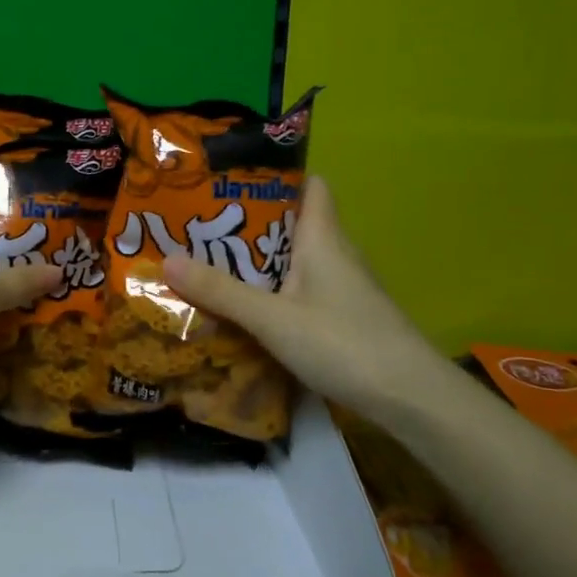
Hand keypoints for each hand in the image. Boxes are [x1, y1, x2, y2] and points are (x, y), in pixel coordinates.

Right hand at [163, 174, 429, 411]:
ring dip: (259, 259)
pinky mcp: (344, 315)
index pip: (309, 185)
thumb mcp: (272, 318)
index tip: (232, 181)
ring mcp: (343, 286)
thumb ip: (221, 292)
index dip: (276, 177)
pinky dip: (274, 290)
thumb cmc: (343, 343)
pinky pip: (302, 288)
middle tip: (202, 225)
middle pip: (293, 222)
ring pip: (296, 258)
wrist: (411, 398)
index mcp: (322, 237)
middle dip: (250, 222)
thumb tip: (166, 259)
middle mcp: (335, 253)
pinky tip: (246, 307)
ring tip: (211, 262)